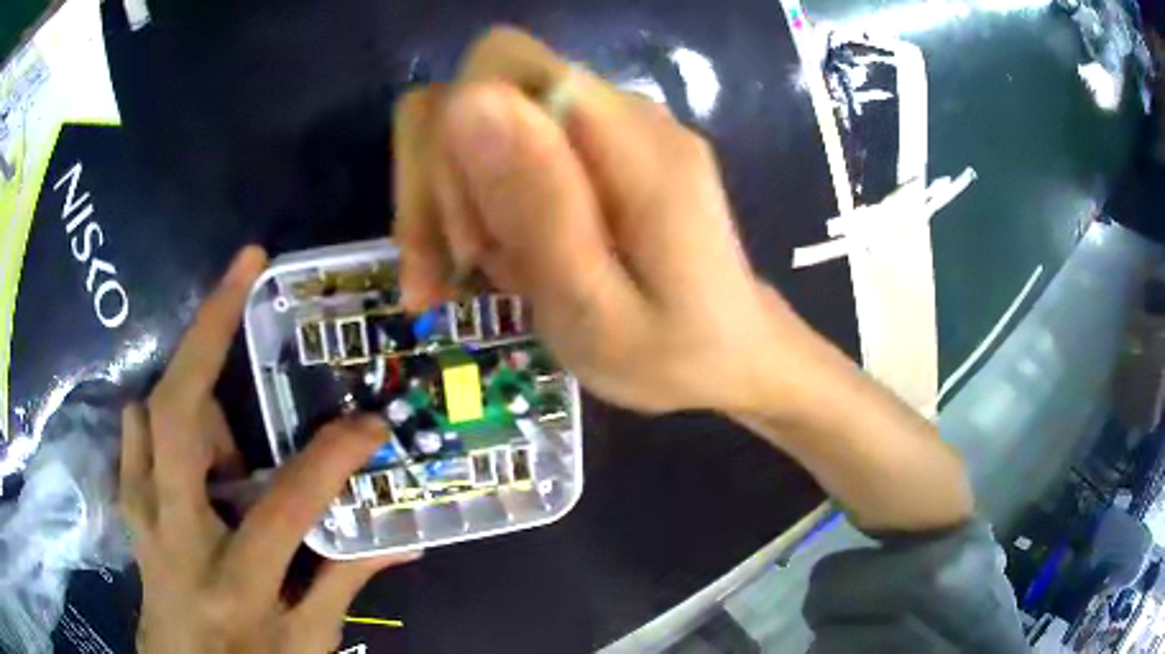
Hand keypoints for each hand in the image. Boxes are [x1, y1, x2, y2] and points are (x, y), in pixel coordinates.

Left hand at [119, 247, 415, 653]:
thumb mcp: (308, 642)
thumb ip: (344, 583)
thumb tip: (401, 540)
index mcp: (234, 580)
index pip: (285, 505)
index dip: (331, 458)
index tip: (370, 422)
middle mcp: (175, 532)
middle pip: (178, 414)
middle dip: (209, 328)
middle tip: (245, 268)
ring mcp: (141, 509)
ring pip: (153, 409)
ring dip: (193, 393)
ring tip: (229, 431)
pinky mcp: (128, 501)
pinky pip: (137, 431)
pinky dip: (163, 418)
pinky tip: (192, 445)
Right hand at [395, 28, 815, 414]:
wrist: (731, 352)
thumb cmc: (672, 355)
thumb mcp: (596, 310)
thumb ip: (539, 206)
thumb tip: (467, 101)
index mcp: (634, 141)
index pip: (501, 65)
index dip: (454, 138)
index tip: (467, 239)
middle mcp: (623, 110)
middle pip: (482, 89)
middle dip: (445, 180)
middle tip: (457, 272)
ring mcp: (612, 125)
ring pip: (483, 121)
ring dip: (458, 201)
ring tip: (487, 277)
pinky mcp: (600, 148)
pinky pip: (512, 149)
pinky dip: (484, 206)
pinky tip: (504, 262)